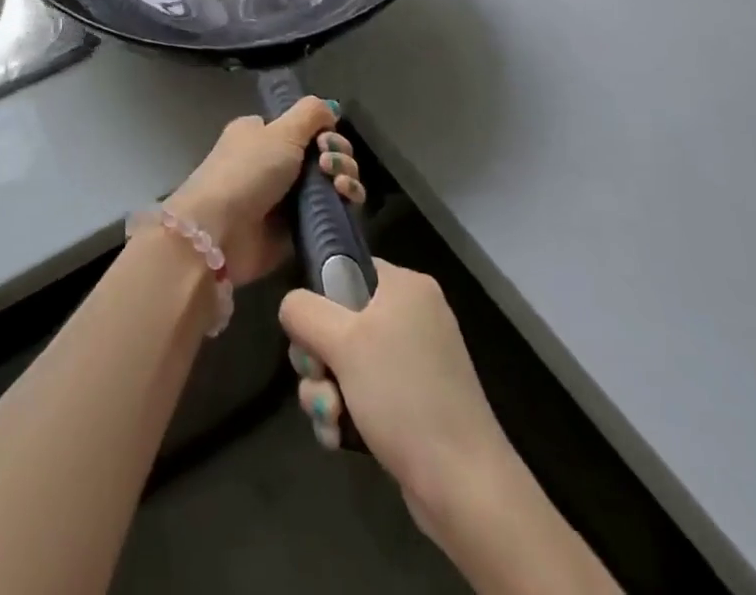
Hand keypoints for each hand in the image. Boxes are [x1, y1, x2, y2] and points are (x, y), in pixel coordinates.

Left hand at [164, 97, 366, 283]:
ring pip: (331, 182)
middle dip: (338, 154)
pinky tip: (346, 200)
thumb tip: (331, 108)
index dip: (323, 131)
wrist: (222, 230)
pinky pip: (331, 212)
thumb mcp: (280, 132)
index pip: (304, 127)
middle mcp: (274, 162)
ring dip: (345, 177)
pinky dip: (344, 204)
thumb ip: (310, 114)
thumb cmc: (247, 171)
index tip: (325, 139)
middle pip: (322, 153)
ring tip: (340, 185)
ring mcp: (286, 197)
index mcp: (262, 134)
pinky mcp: (298, 228)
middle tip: (329, 164)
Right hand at [281, 260, 511, 531]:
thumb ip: (303, 310)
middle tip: (319, 378)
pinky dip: (345, 412)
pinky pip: (363, 393)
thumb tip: (291, 306)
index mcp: (405, 287)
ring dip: (325, 390)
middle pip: (338, 319)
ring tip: (331, 418)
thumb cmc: (402, 396)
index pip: (346, 267)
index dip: (319, 297)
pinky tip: (338, 437)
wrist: (464, 487)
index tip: (310, 331)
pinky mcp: (413, 405)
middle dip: (317, 357)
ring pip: (345, 362)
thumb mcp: (342, 341)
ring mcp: (415, 364)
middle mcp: (412, 317)